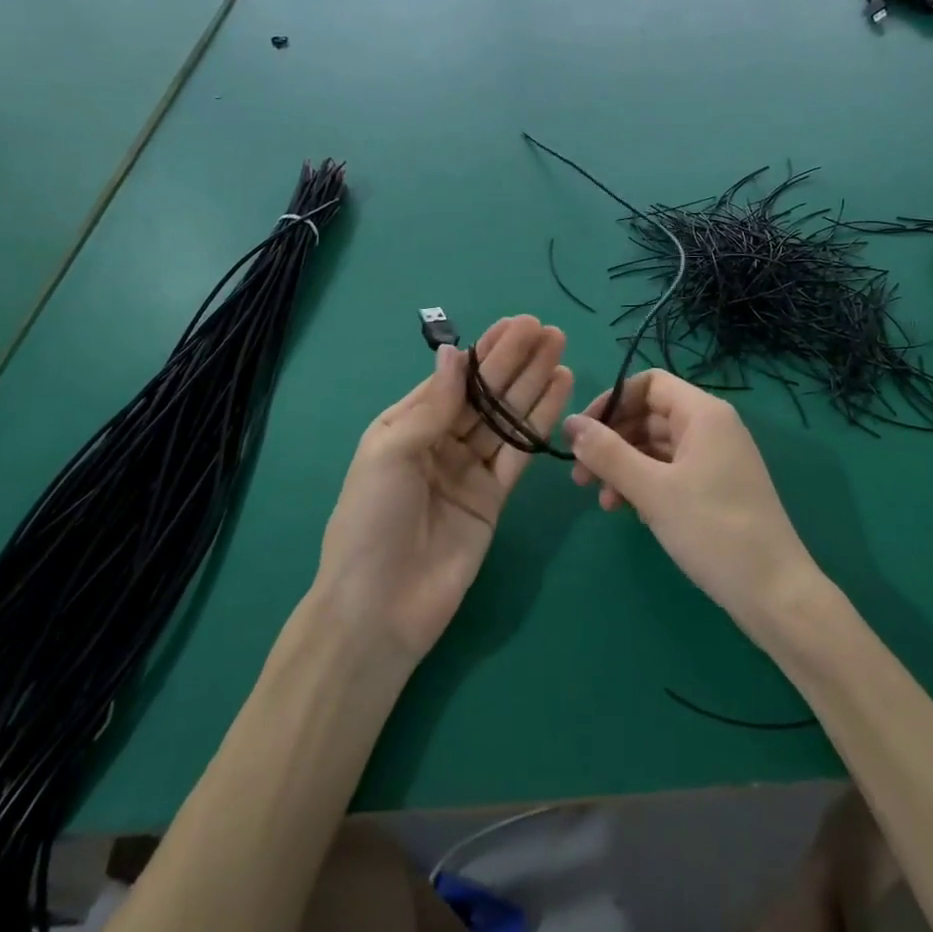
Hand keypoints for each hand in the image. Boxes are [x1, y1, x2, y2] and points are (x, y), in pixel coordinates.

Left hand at [315, 316, 572, 660]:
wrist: (380, 607)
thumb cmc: (371, 521)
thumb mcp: (391, 452)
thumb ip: (432, 405)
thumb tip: (456, 354)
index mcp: (406, 425)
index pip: (454, 378)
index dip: (486, 351)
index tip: (517, 324)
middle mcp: (440, 442)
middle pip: (485, 394)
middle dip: (516, 361)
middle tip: (549, 331)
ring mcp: (469, 470)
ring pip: (506, 418)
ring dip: (533, 384)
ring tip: (561, 350)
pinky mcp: (494, 498)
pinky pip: (519, 452)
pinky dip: (539, 422)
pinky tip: (559, 392)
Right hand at [563, 371, 822, 638]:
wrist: (774, 592)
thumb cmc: (713, 530)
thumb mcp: (652, 490)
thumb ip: (608, 453)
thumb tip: (570, 423)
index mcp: (703, 414)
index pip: (648, 383)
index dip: (611, 402)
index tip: (582, 434)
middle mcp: (711, 427)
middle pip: (649, 416)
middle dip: (612, 441)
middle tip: (580, 477)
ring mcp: (715, 459)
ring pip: (656, 447)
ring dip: (624, 468)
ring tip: (603, 503)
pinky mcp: (715, 488)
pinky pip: (670, 472)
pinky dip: (645, 485)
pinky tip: (628, 512)